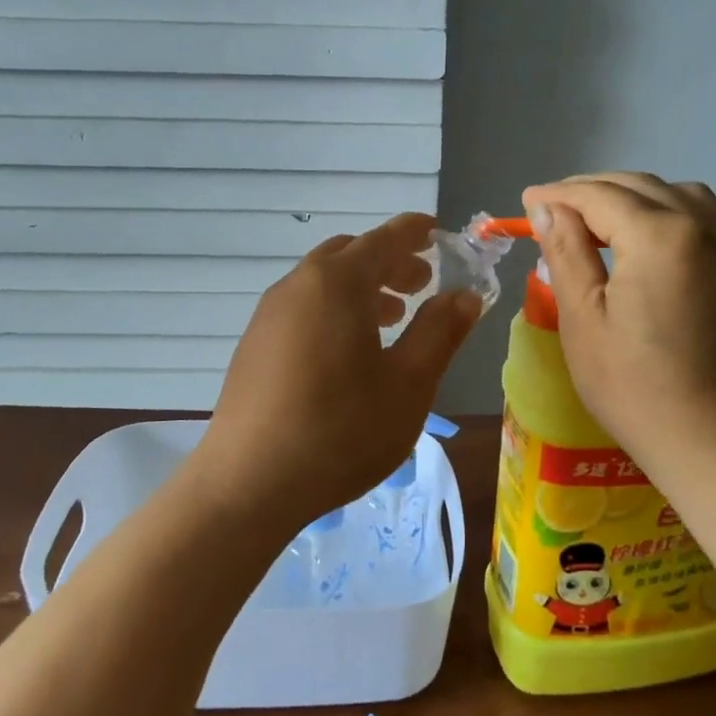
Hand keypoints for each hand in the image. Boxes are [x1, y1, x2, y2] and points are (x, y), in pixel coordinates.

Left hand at [198, 214, 481, 533]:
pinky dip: (334, 308)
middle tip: (422, 284)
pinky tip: (349, 351)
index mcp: (338, 283)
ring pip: (324, 281)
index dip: (416, 231)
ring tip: (392, 317)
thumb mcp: (408, 384)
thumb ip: (440, 332)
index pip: (385, 238)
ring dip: (362, 287)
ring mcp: (269, 314)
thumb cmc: (341, 430)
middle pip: (350, 254)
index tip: (439, 232)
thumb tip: (465, 294)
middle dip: (390, 261)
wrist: (249, 483)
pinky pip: (303, 306)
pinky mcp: (254, 344)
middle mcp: (298, 285)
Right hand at [521, 174, 715, 480]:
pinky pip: (705, 220)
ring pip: (679, 195)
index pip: (599, 195)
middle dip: (592, 189)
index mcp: (660, 235)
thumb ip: (566, 253)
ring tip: (601, 220)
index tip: (526, 200)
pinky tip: (648, 243)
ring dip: (635, 196)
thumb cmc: (638, 389)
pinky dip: (668, 214)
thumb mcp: (584, 320)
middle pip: (640, 186)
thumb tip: (548, 207)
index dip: (558, 194)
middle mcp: (704, 227)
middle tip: (553, 208)